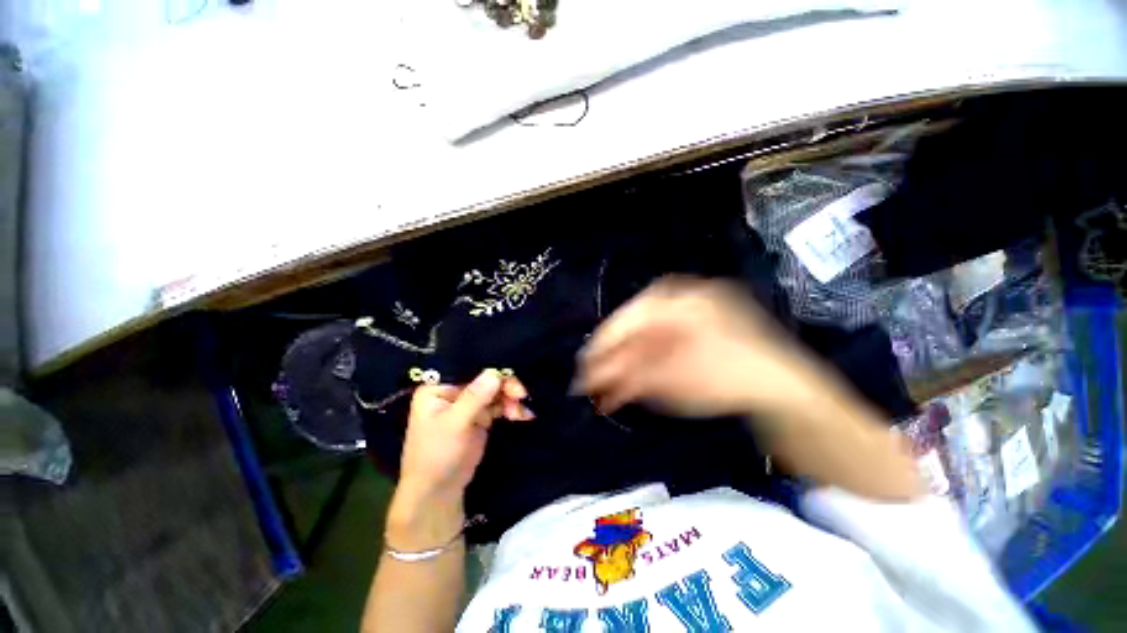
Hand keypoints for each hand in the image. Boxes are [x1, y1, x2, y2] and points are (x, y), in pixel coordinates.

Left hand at [389, 370, 531, 545]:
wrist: (439, 492)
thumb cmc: (436, 456)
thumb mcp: (454, 425)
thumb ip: (474, 398)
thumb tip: (494, 372)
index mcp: (439, 387)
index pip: (468, 368)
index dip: (490, 369)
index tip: (509, 377)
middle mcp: (454, 390)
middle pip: (485, 378)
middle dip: (505, 386)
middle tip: (521, 395)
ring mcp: (469, 403)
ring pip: (495, 391)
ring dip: (510, 399)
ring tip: (520, 413)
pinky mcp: (480, 416)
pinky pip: (499, 405)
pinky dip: (511, 408)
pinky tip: (523, 415)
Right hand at [576, 277, 815, 417]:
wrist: (786, 393)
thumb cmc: (727, 379)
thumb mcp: (673, 379)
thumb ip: (628, 376)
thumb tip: (591, 378)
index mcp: (680, 300)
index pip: (629, 317)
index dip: (603, 343)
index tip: (584, 366)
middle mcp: (683, 301)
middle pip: (635, 330)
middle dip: (613, 360)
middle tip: (593, 384)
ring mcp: (693, 317)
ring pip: (647, 341)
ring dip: (626, 368)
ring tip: (607, 392)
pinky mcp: (699, 335)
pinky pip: (662, 348)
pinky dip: (645, 369)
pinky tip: (630, 387)